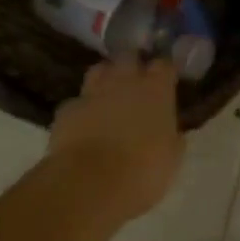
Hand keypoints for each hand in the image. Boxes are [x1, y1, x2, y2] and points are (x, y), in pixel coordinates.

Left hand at [48, 58, 183, 222]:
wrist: (89, 183)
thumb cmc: (142, 171)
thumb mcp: (171, 157)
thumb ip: (172, 135)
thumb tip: (172, 131)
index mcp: (156, 89)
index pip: (165, 65)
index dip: (165, 72)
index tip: (167, 81)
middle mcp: (124, 81)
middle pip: (129, 57)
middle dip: (133, 65)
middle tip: (137, 82)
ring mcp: (93, 92)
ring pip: (99, 70)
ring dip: (105, 78)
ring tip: (109, 95)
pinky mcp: (67, 109)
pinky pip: (77, 102)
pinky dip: (83, 109)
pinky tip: (84, 124)